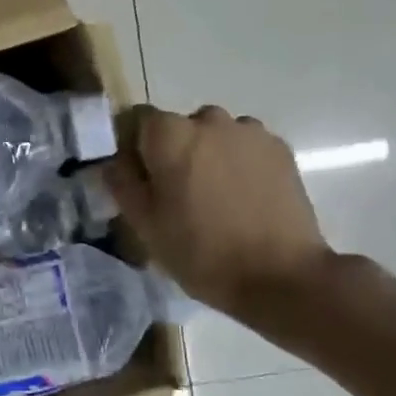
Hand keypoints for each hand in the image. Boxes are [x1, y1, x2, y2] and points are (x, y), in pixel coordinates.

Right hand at [105, 105, 333, 322]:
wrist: (280, 276)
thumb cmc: (200, 251)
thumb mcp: (144, 224)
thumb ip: (122, 184)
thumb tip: (115, 162)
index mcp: (169, 134)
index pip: (136, 119)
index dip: (133, 146)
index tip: (138, 178)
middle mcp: (209, 120)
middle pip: (178, 126)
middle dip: (173, 151)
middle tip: (176, 194)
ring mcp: (250, 132)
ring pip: (215, 136)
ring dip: (208, 156)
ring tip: (214, 198)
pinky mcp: (281, 150)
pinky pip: (245, 147)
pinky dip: (239, 164)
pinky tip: (243, 199)